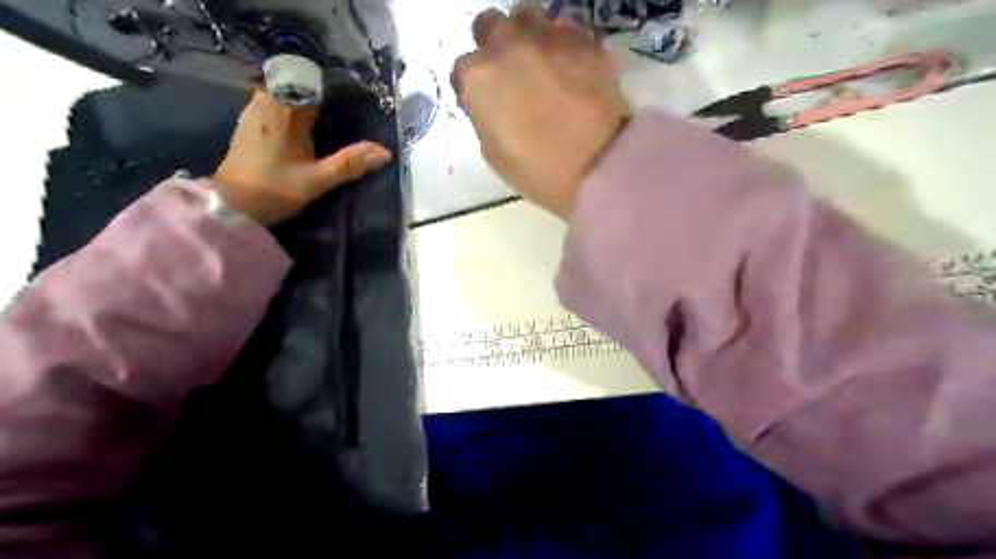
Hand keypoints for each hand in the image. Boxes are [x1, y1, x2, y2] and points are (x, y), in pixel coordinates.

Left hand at [215, 89, 392, 222]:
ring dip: (303, 101)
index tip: (353, 100)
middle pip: (296, 86)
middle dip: (319, 94)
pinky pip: (272, 103)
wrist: (231, 206)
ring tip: (326, 118)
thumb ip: (350, 163)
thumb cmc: (274, 190)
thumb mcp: (317, 180)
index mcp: (284, 113)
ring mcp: (253, 113)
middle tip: (343, 111)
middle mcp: (266, 105)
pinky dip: (289, 108)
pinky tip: (302, 127)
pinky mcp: (248, 124)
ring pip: (282, 93)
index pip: (311, 85)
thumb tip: (385, 152)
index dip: (333, 89)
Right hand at [455, 2, 628, 217]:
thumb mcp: (493, 153)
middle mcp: (508, 46)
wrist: (598, 165)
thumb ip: (485, 116)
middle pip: (490, 26)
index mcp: (479, 78)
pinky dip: (561, 44)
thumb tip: (491, 103)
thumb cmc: (538, 171)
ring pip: (526, 15)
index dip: (473, 84)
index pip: (463, 67)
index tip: (485, 98)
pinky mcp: (583, 39)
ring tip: (540, 61)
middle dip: (494, 46)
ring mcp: (547, 37)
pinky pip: (564, 30)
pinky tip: (570, 67)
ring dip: (526, 35)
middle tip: (510, 73)